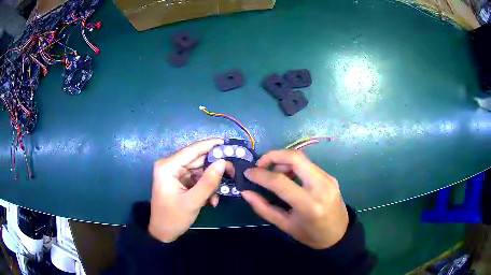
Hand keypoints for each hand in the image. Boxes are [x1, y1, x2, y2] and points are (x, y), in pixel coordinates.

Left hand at [148, 139, 232, 242]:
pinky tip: (211, 200)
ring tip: (217, 196)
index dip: (211, 145)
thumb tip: (222, 162)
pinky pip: (196, 178)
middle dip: (214, 168)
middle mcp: (170, 165)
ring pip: (199, 170)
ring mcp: (174, 173)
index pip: (192, 150)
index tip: (229, 143)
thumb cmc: (173, 218)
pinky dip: (205, 187)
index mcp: (168, 167)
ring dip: (210, 182)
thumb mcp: (193, 201)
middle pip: (197, 159)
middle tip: (232, 173)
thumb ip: (208, 182)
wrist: (163, 233)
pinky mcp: (178, 180)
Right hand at [242, 150, 348, 248]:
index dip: (260, 175)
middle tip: (260, 165)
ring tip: (273, 173)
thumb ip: (263, 208)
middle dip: (273, 156)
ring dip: (283, 160)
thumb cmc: (311, 235)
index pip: (280, 182)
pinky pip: (308, 165)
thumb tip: (246, 192)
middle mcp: (321, 187)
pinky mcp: (330, 176)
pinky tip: (288, 177)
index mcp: (309, 205)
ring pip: (302, 159)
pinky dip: (294, 166)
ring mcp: (328, 179)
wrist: (339, 234)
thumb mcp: (285, 226)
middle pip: (295, 157)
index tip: (248, 173)